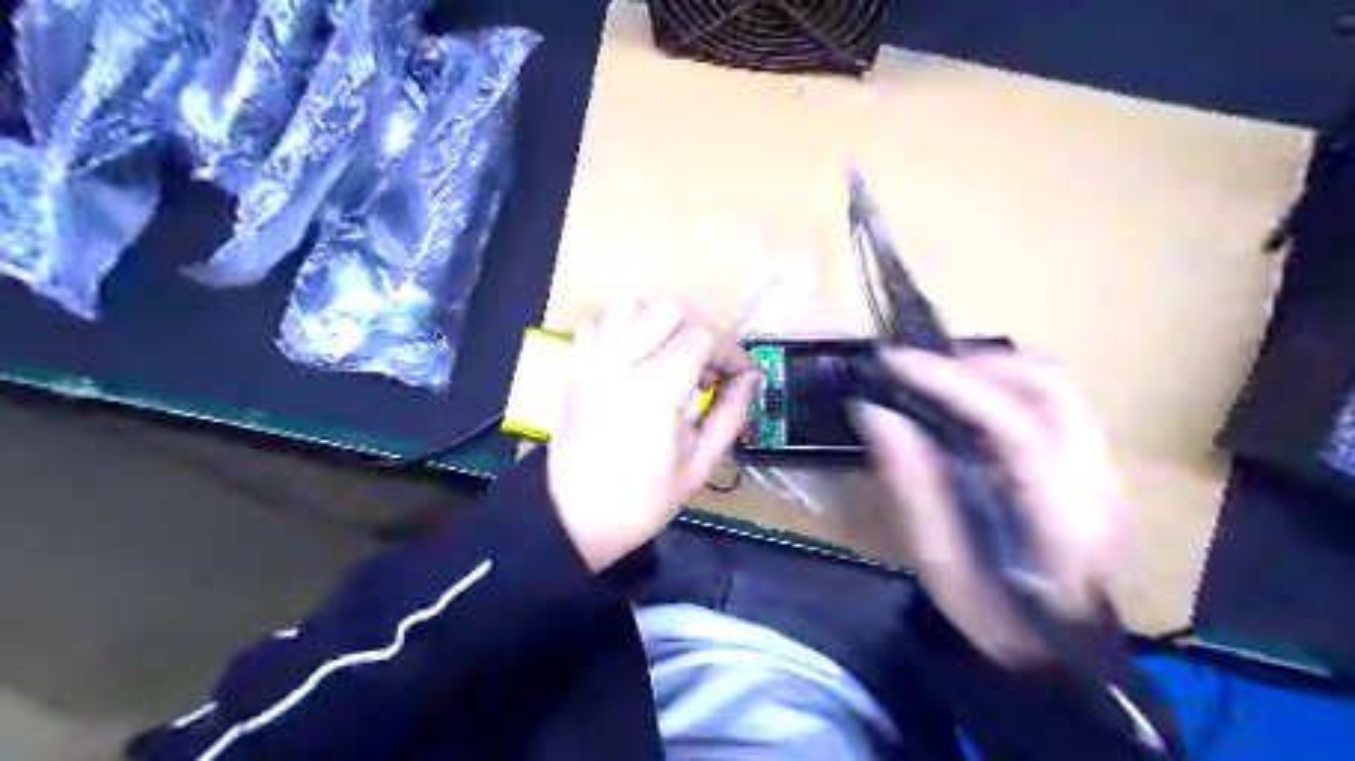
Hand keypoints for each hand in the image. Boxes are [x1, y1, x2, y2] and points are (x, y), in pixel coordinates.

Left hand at [551, 299, 760, 573]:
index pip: (703, 336)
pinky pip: (597, 323)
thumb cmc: (642, 501)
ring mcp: (591, 361)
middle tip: (709, 365)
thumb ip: (730, 414)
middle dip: (700, 329)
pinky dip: (621, 328)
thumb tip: (751, 378)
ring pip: (631, 306)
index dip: (730, 351)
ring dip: (660, 323)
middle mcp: (620, 362)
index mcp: (656, 389)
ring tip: (672, 356)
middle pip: (669, 309)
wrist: (574, 519)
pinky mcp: (573, 367)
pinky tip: (633, 357)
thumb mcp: (699, 464)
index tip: (741, 375)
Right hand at [851, 349, 1129, 663]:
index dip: (951, 384)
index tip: (895, 363)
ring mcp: (1107, 474)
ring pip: (1057, 387)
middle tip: (918, 369)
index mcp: (1063, 523)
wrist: (1063, 658)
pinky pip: (1054, 404)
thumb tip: (877, 414)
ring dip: (993, 370)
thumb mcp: (939, 565)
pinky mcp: (1097, 469)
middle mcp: (1100, 486)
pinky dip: (1007, 387)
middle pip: (1050, 388)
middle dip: (976, 363)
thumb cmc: (995, 621)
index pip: (1014, 428)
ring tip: (939, 379)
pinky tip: (970, 403)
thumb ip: (912, 487)